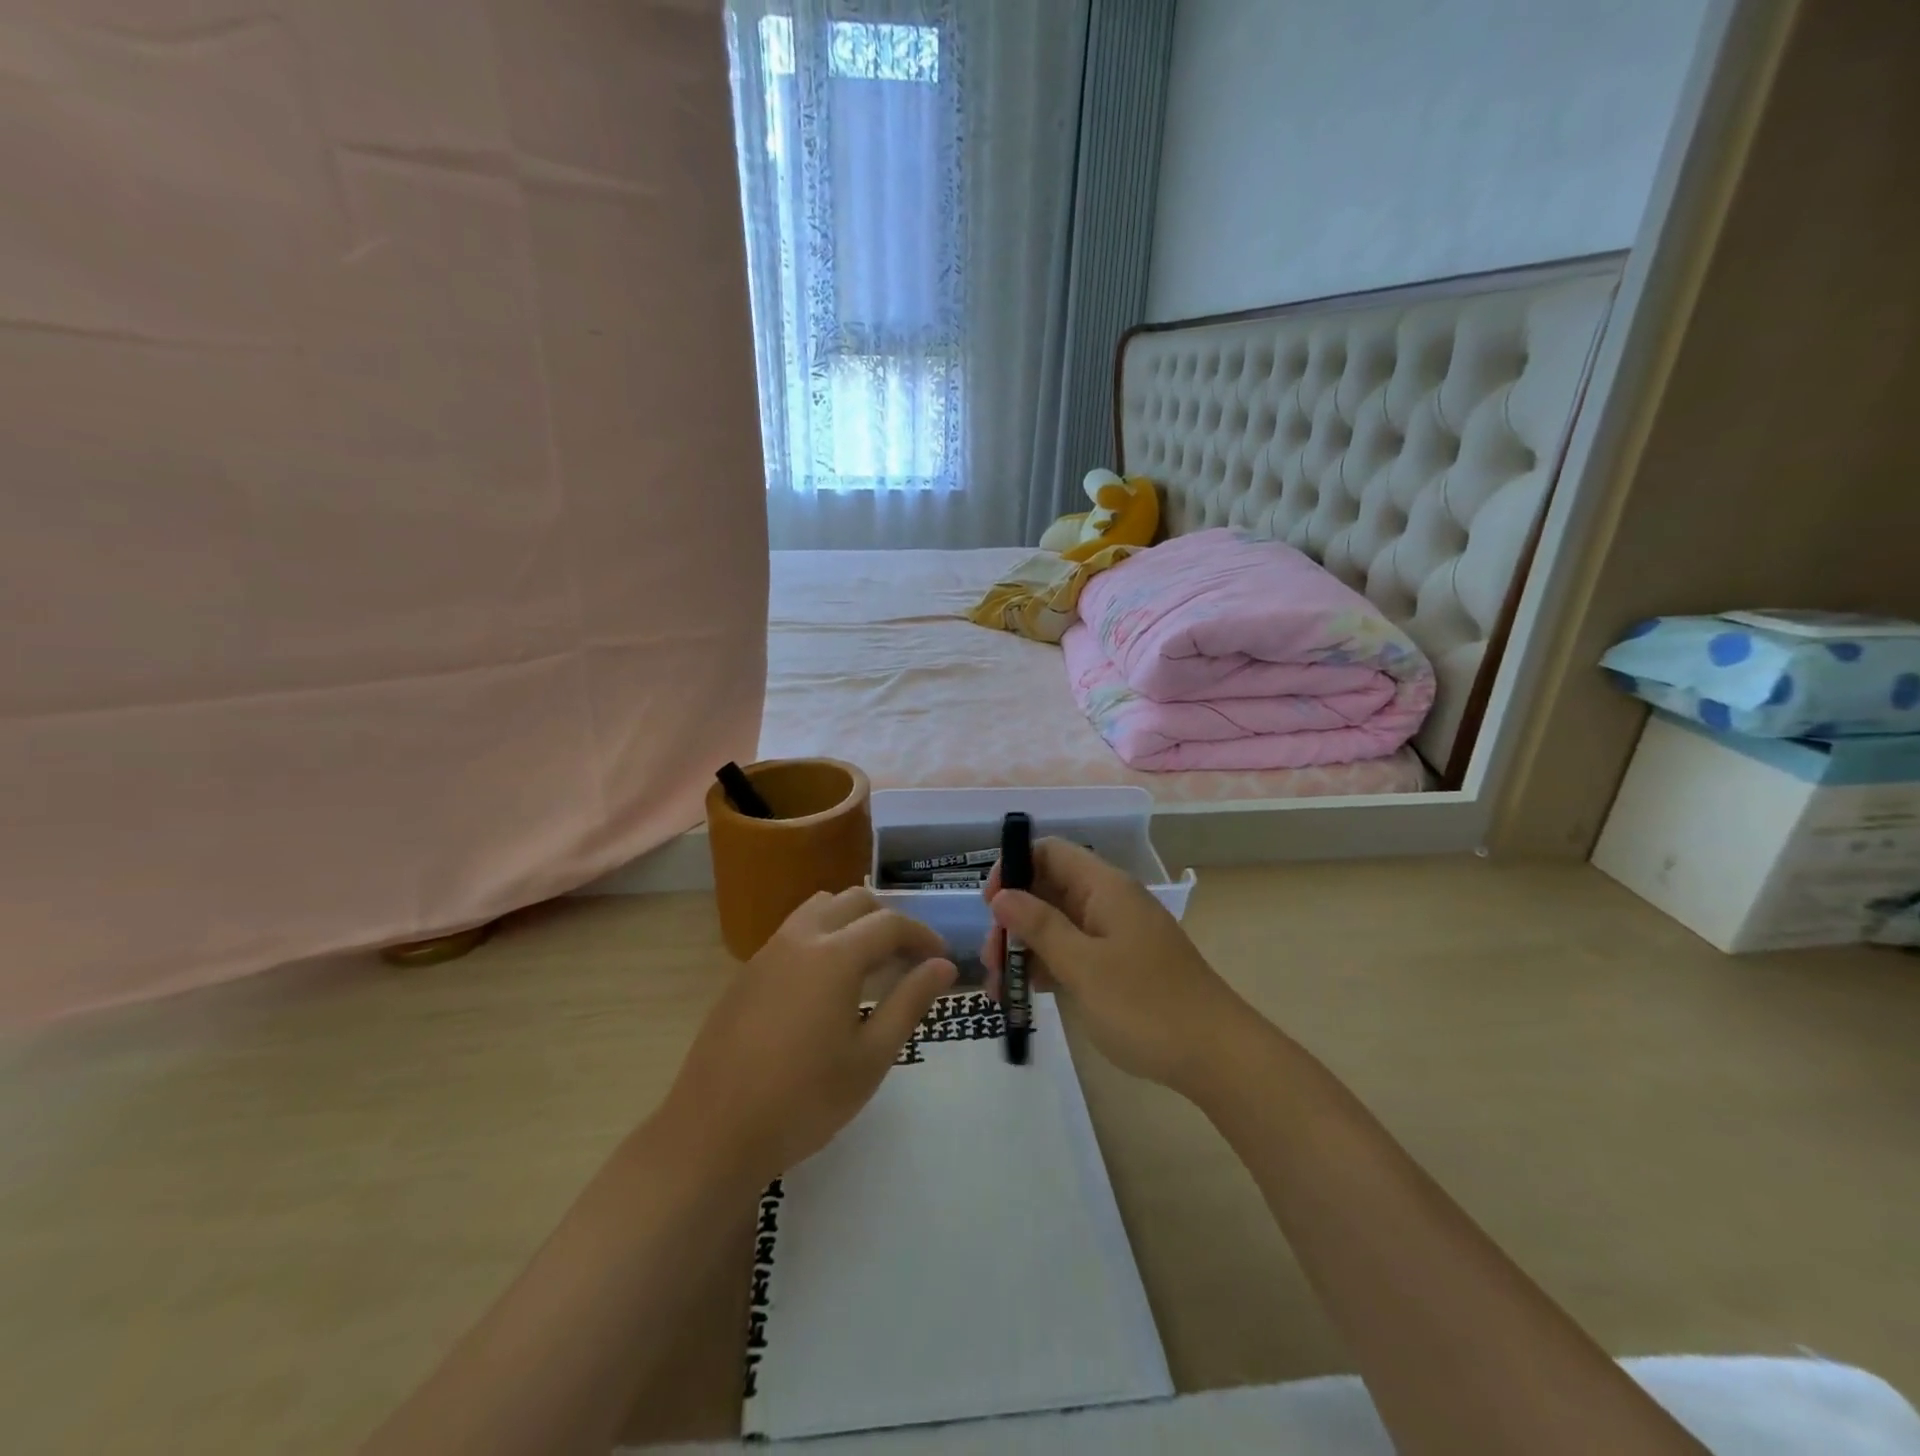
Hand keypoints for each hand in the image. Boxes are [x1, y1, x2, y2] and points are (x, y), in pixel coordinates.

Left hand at [661, 888, 955, 1185]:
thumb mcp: (871, 1058)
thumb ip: (910, 1002)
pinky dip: (823, 937)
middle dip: (889, 921)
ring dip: (852, 922)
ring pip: (820, 908)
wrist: (713, 1133)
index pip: (890, 923)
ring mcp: (768, 952)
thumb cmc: (803, 1100)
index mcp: (834, 955)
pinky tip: (827, 986)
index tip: (941, 960)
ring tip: (869, 966)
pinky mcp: (747, 972)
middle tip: (907, 961)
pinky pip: (795, 932)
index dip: (923, 936)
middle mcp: (800, 938)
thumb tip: (943, 966)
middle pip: (855, 901)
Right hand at [982, 839, 1252, 1095]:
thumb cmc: (1145, 1005)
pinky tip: (1026, 994)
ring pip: (1058, 923)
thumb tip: (1002, 895)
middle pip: (1049, 889)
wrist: (1216, 1056)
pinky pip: (1075, 951)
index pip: (1050, 852)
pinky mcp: (1120, 965)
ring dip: (1026, 947)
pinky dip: (1049, 966)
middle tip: (992, 959)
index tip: (991, 907)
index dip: (1014, 868)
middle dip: (1014, 917)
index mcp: (1105, 887)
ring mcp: (1116, 934)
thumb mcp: (1083, 966)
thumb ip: (1040, 926)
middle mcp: (1109, 901)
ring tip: (1000, 987)